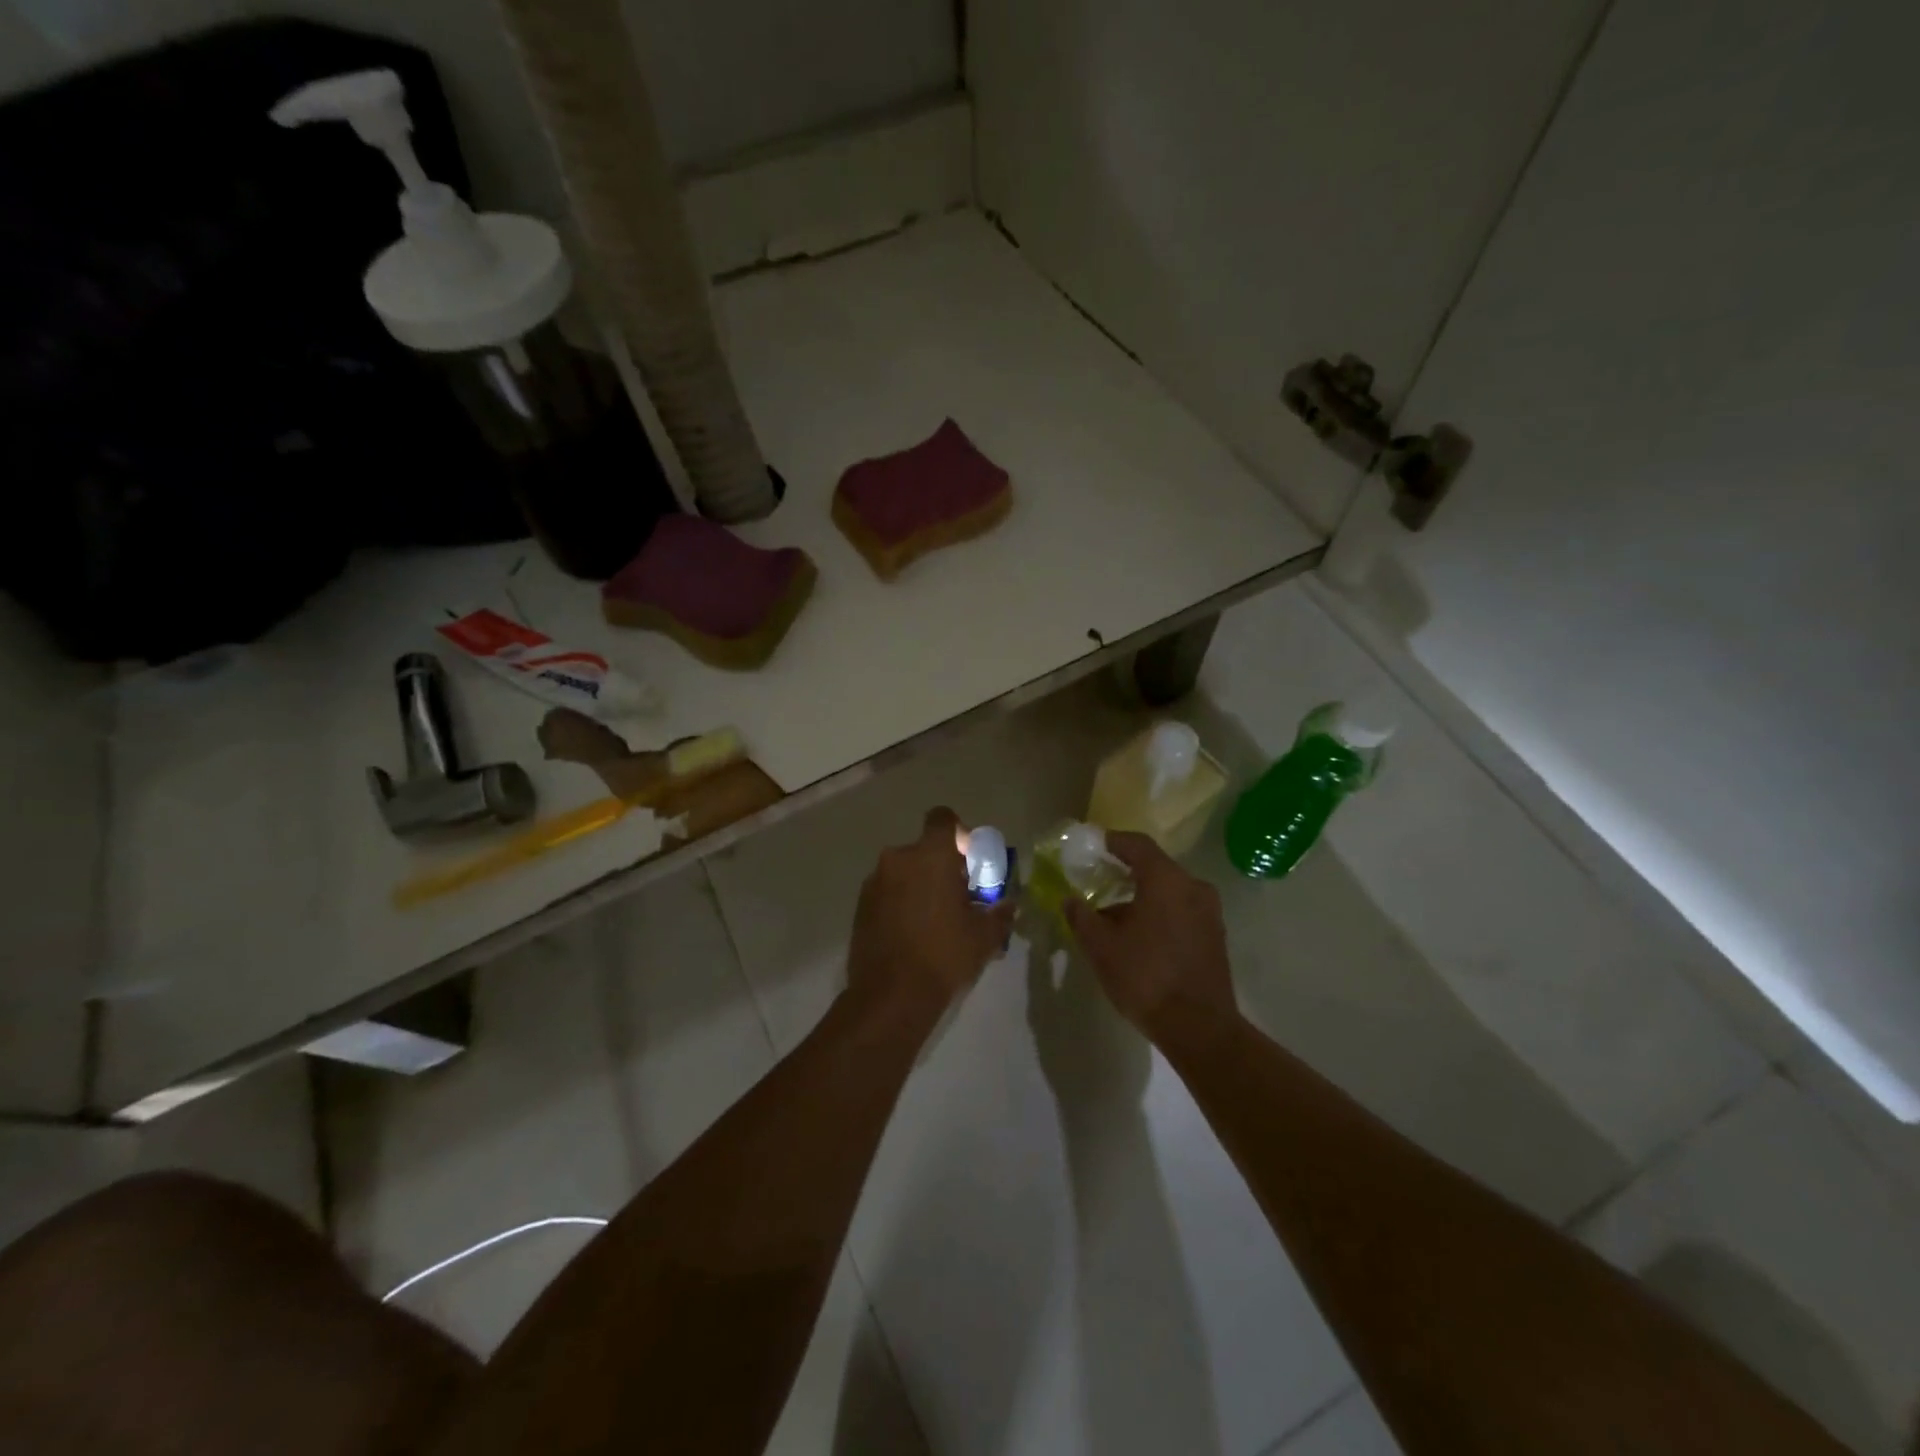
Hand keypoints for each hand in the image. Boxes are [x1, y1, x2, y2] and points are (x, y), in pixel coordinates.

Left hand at [846, 807, 1014, 1025]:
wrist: (890, 996)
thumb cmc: (944, 955)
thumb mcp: (984, 936)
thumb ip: (999, 913)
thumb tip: (1010, 905)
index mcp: (930, 855)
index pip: (943, 819)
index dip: (960, 833)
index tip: (970, 861)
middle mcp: (898, 858)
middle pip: (925, 849)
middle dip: (943, 867)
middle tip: (959, 897)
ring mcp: (874, 882)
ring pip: (905, 871)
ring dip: (921, 885)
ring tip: (936, 920)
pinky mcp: (860, 905)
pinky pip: (888, 891)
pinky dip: (902, 902)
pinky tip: (913, 933)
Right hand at [1063, 832, 1236, 1038]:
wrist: (1199, 1028)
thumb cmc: (1145, 977)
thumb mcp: (1101, 947)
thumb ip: (1082, 916)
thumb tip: (1070, 900)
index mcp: (1166, 880)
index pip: (1137, 845)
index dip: (1112, 841)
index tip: (1092, 847)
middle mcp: (1193, 886)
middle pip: (1155, 868)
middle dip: (1124, 873)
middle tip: (1098, 882)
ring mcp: (1209, 912)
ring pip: (1169, 892)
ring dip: (1142, 897)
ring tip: (1113, 917)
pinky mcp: (1215, 936)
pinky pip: (1182, 911)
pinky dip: (1159, 913)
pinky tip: (1139, 937)